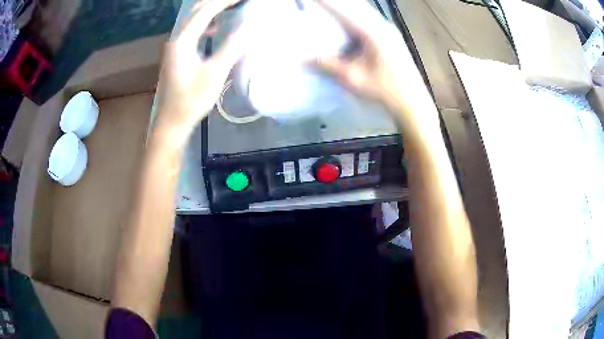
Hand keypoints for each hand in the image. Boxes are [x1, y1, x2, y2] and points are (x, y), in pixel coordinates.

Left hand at [155, 0, 246, 135]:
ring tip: (230, 8)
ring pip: (193, 19)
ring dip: (211, 10)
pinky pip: (191, 31)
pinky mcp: (177, 54)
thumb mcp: (215, 73)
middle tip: (236, 2)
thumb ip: (232, 47)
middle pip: (196, 11)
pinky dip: (205, 24)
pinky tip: (215, 29)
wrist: (172, 121)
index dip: (224, 1)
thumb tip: (251, 25)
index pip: (205, 11)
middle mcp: (176, 39)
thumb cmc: (192, 100)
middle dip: (217, 2)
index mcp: (183, 40)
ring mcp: (175, 46)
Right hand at [316, 0, 425, 113]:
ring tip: (328, 10)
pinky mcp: (390, 37)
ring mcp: (388, 30)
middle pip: (355, 5)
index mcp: (373, 32)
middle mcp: (382, 25)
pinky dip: (354, 17)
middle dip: (335, 3)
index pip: (344, 9)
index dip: (326, 2)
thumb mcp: (352, 78)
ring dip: (346, 8)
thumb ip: (327, 65)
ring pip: (363, 11)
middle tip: (317, 3)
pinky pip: (369, 20)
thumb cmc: (384, 90)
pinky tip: (345, 23)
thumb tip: (301, 58)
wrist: (413, 102)